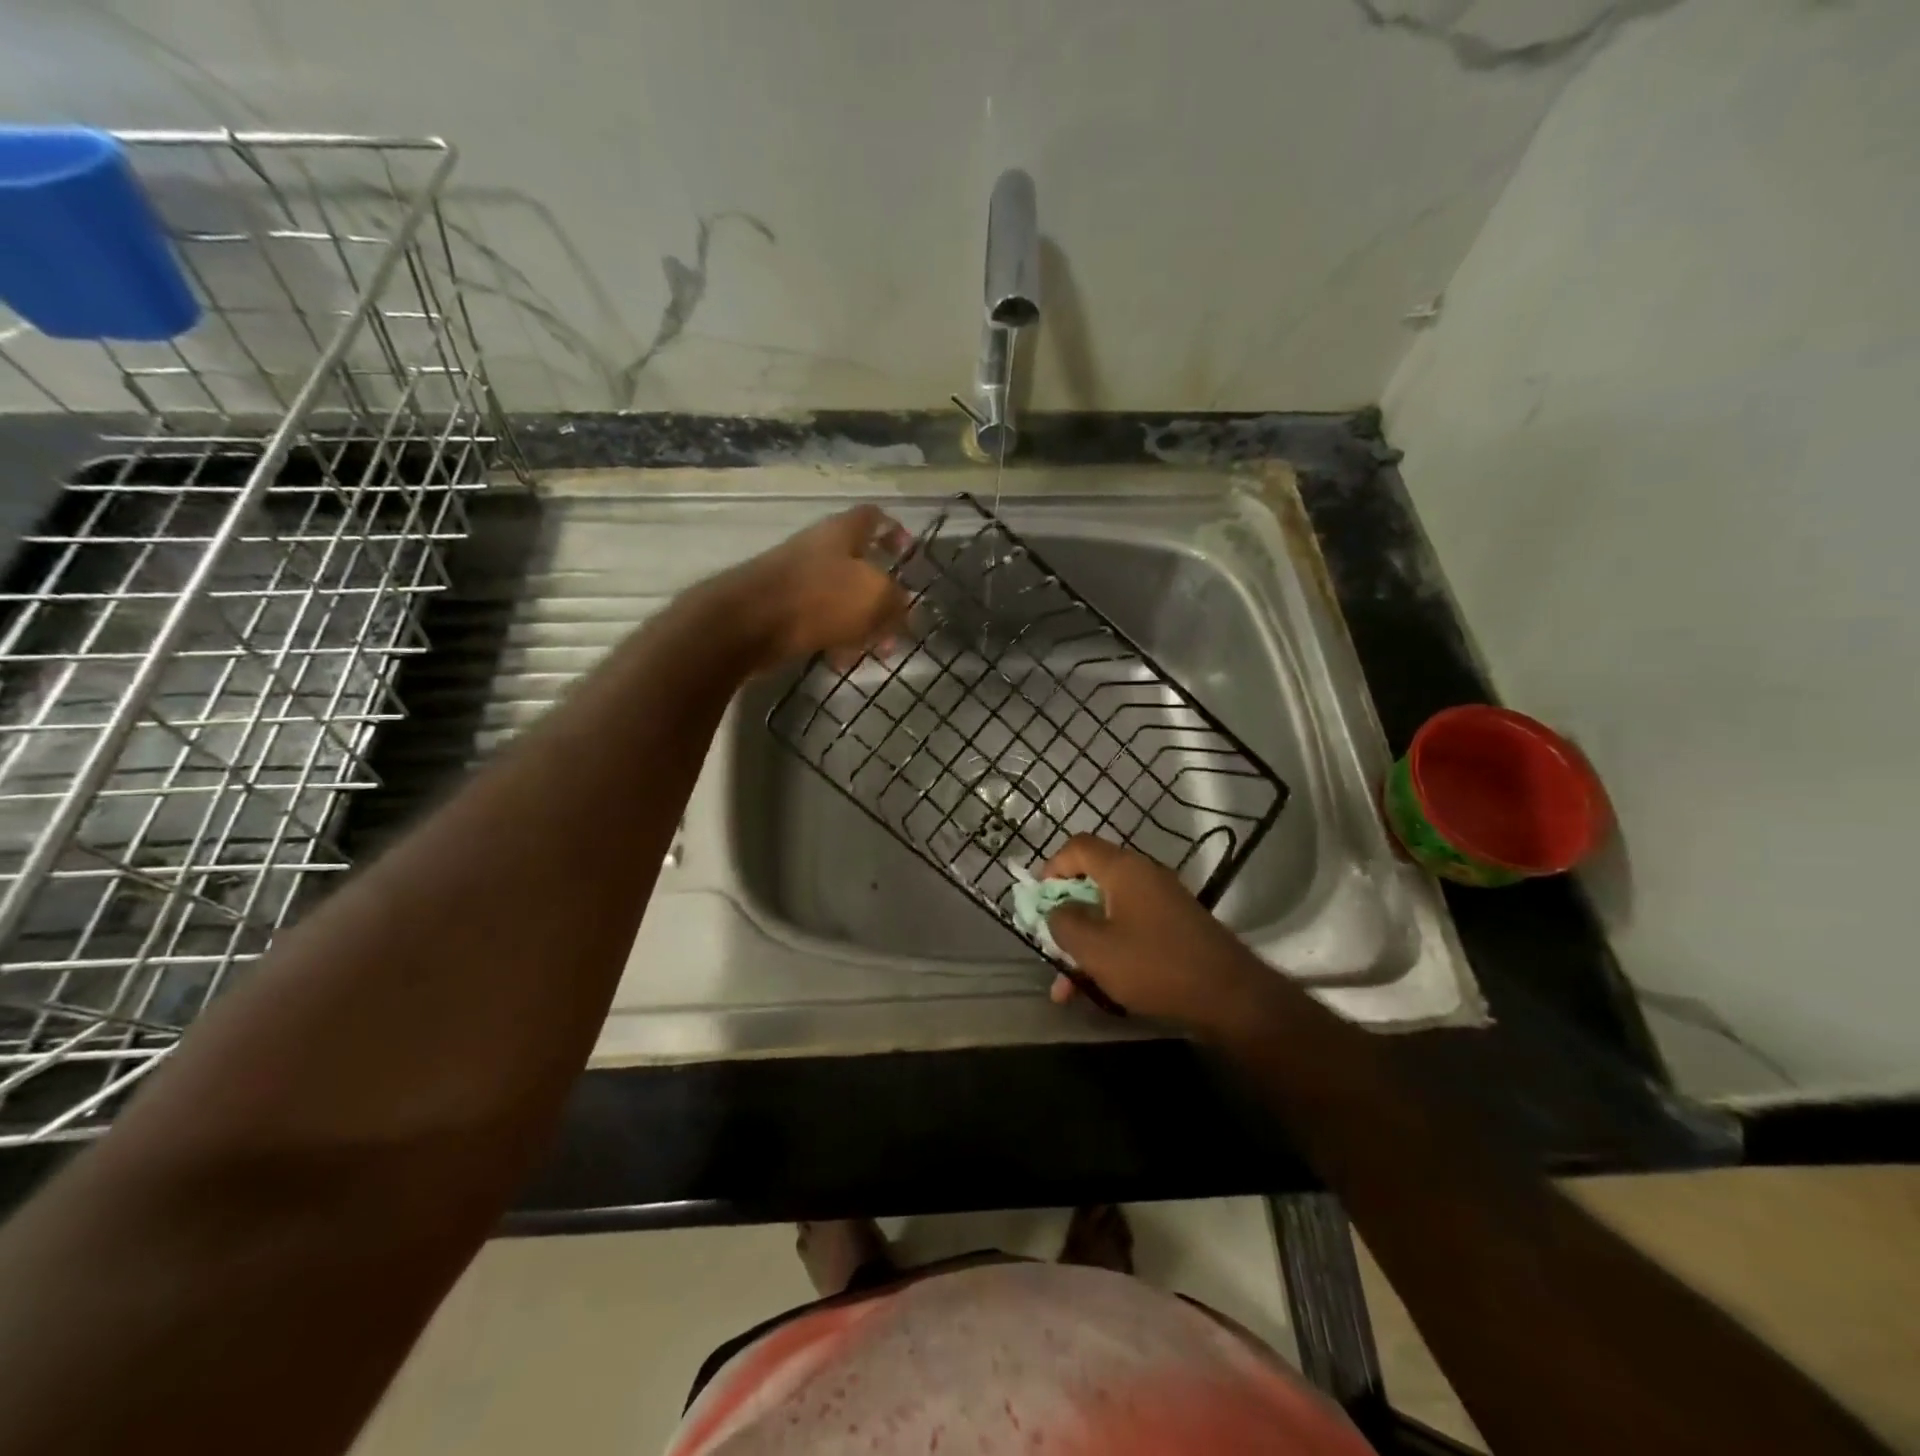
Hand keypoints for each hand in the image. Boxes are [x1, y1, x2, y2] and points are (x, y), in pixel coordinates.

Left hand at [718, 505, 912, 671]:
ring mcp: (797, 579)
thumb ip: (897, 601)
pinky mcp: (781, 610)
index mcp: (842, 533)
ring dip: (862, 623)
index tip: (908, 554)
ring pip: (841, 598)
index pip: (873, 518)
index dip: (894, 532)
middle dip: (882, 597)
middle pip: (859, 566)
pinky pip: (819, 620)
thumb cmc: (818, 599)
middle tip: (898, 624)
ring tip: (876, 651)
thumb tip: (904, 607)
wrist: (746, 624)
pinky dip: (835, 638)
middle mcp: (818, 549)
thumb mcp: (875, 598)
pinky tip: (841, 660)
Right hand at [1040, 835, 1271, 1031]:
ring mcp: (1162, 903)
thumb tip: (1057, 910)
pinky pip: (1130, 931)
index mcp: (1123, 869)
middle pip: (1092, 882)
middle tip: (1050, 943)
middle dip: (1065, 914)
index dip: (1052, 867)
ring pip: (1108, 914)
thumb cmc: (1154, 965)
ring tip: (1066, 987)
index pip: (1078, 846)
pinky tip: (1096, 991)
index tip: (1039, 900)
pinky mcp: (1175, 929)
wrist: (1230, 997)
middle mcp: (1143, 877)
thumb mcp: (1095, 948)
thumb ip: (1065, 923)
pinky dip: (1109, 953)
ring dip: (1084, 944)